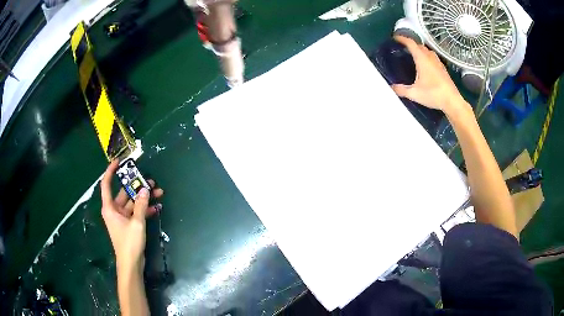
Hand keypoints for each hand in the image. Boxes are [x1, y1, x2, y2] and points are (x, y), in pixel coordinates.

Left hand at [100, 160, 163, 271]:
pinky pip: (137, 212)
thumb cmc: (129, 243)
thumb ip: (141, 205)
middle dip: (137, 187)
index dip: (111, 171)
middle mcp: (114, 210)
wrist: (131, 264)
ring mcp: (122, 217)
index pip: (106, 184)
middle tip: (150, 181)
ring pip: (133, 202)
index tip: (119, 162)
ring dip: (144, 198)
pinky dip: (146, 209)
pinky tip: (157, 207)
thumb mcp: (136, 223)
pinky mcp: (129, 224)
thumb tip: (146, 189)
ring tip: (158, 192)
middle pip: (124, 193)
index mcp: (110, 207)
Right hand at [391, 36, 464, 112]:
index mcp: (422, 59)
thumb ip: (401, 90)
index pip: (411, 43)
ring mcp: (438, 63)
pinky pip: (433, 58)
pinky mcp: (443, 69)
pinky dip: (427, 57)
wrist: (452, 101)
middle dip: (411, 44)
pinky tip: (426, 65)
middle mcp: (430, 58)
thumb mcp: (414, 93)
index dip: (402, 39)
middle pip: (419, 45)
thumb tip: (391, 87)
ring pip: (427, 51)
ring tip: (414, 55)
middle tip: (404, 48)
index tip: (395, 38)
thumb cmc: (433, 94)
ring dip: (420, 50)